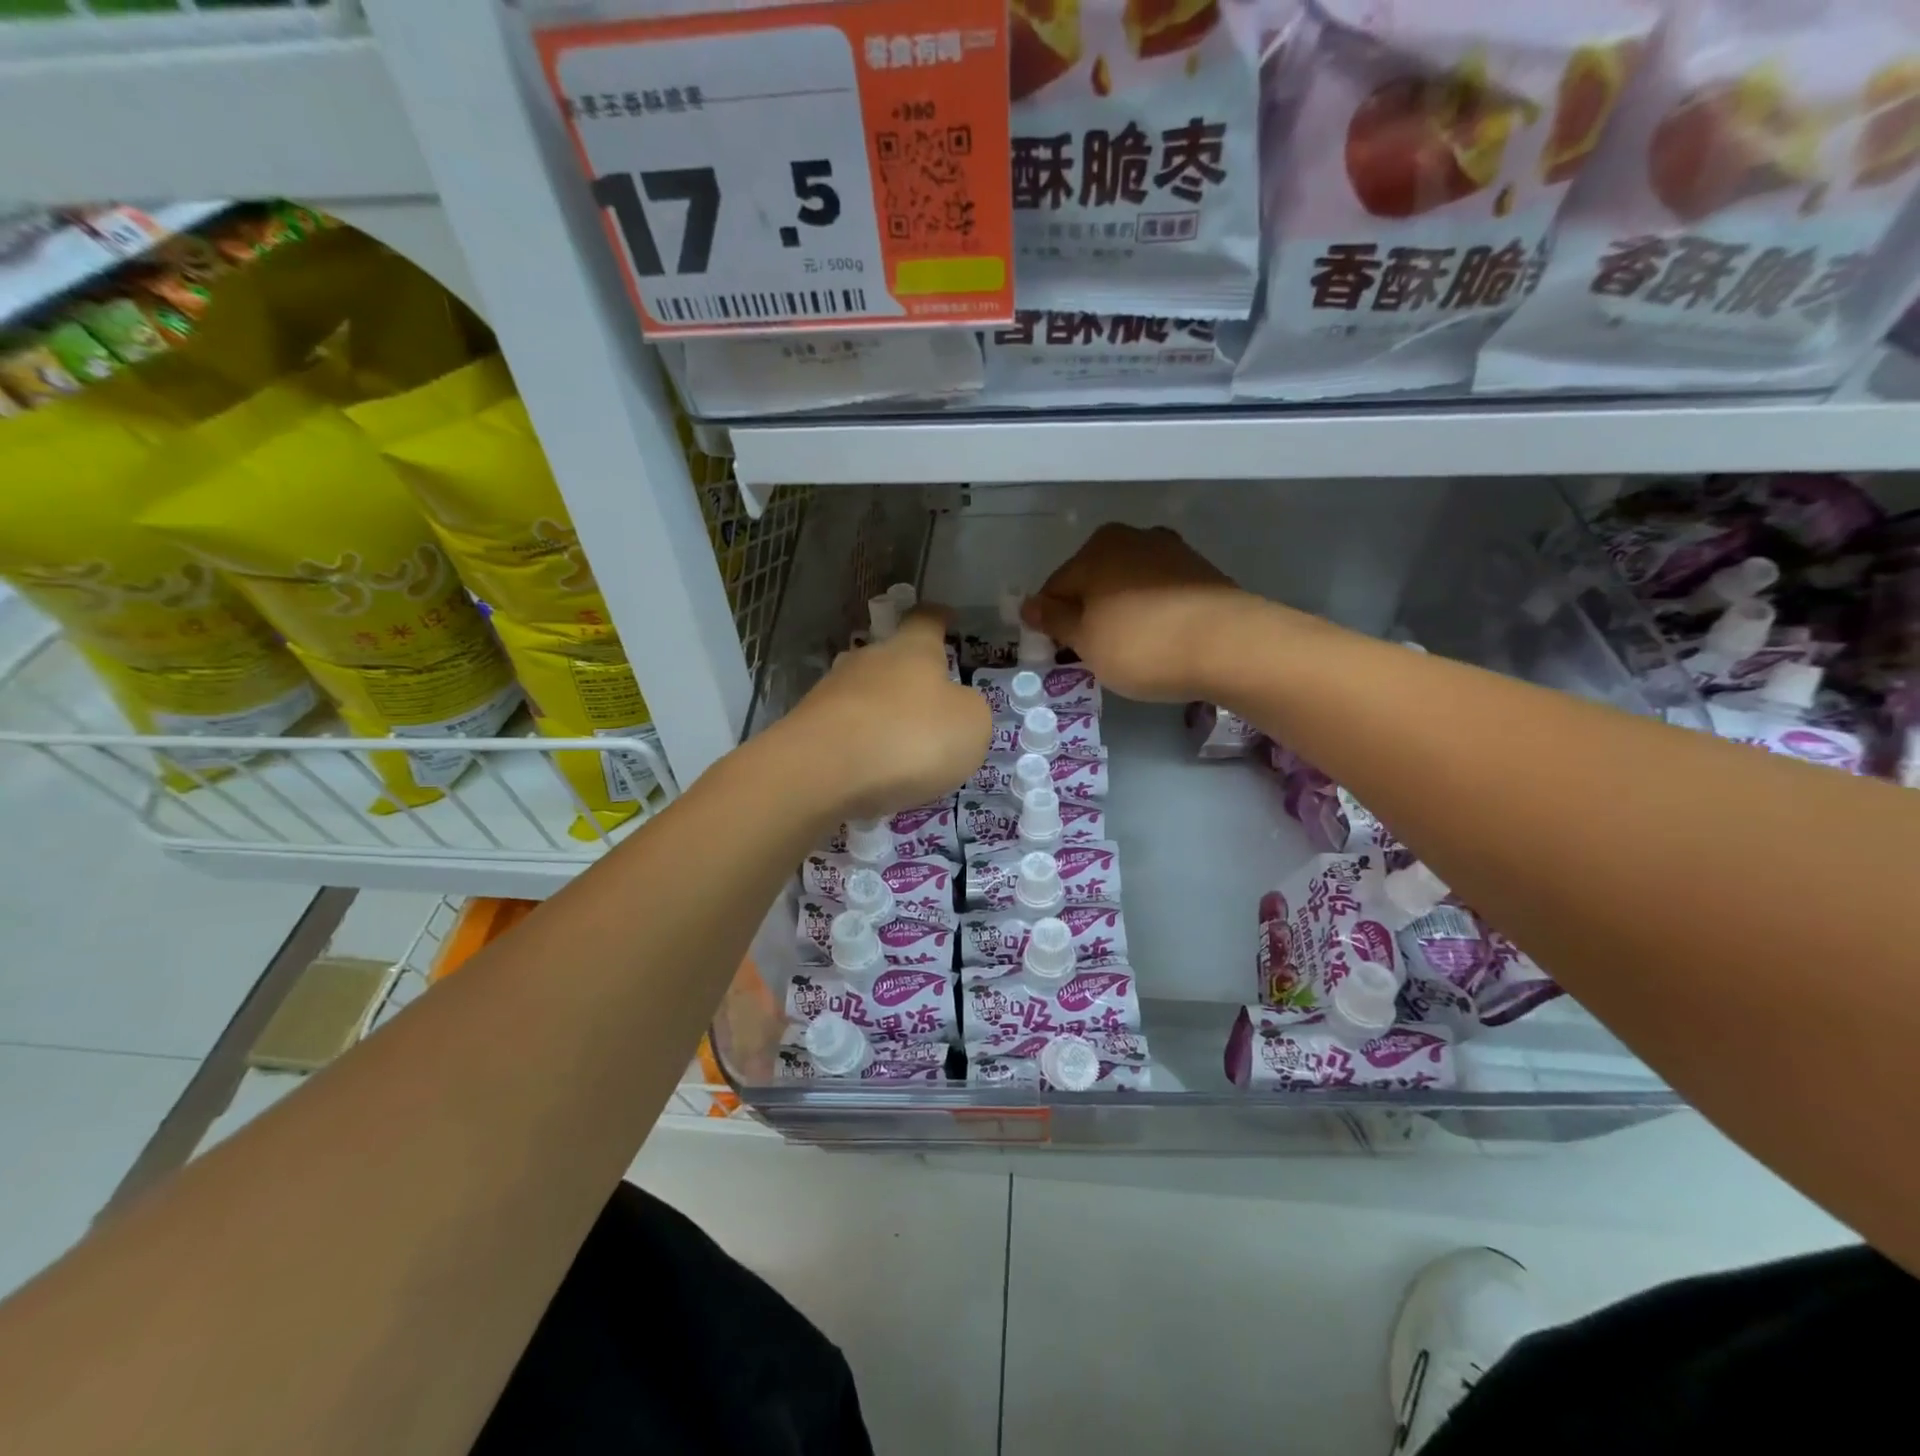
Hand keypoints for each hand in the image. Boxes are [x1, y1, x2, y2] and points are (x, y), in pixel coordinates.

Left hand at [781, 607, 990, 820]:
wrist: (821, 773)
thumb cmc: (910, 738)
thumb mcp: (970, 725)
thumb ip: (970, 710)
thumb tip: (956, 706)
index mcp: (911, 649)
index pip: (926, 620)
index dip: (940, 618)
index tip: (948, 619)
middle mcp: (867, 660)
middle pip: (891, 659)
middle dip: (909, 678)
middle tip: (930, 707)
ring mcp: (830, 692)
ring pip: (864, 696)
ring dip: (883, 716)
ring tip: (901, 750)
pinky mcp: (806, 728)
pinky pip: (844, 732)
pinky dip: (860, 747)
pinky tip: (871, 774)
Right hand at [1024, 524, 1253, 702]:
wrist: (1229, 646)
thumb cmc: (1141, 644)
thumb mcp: (1086, 641)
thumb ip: (1054, 620)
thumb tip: (1029, 605)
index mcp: (1097, 548)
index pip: (1057, 587)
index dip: (1052, 623)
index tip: (1058, 652)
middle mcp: (1134, 538)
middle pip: (1094, 582)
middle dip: (1088, 615)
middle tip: (1093, 655)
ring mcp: (1173, 552)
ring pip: (1128, 587)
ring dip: (1121, 615)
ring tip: (1129, 652)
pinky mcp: (1203, 574)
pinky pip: (1160, 595)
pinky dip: (1152, 616)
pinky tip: (1159, 643)